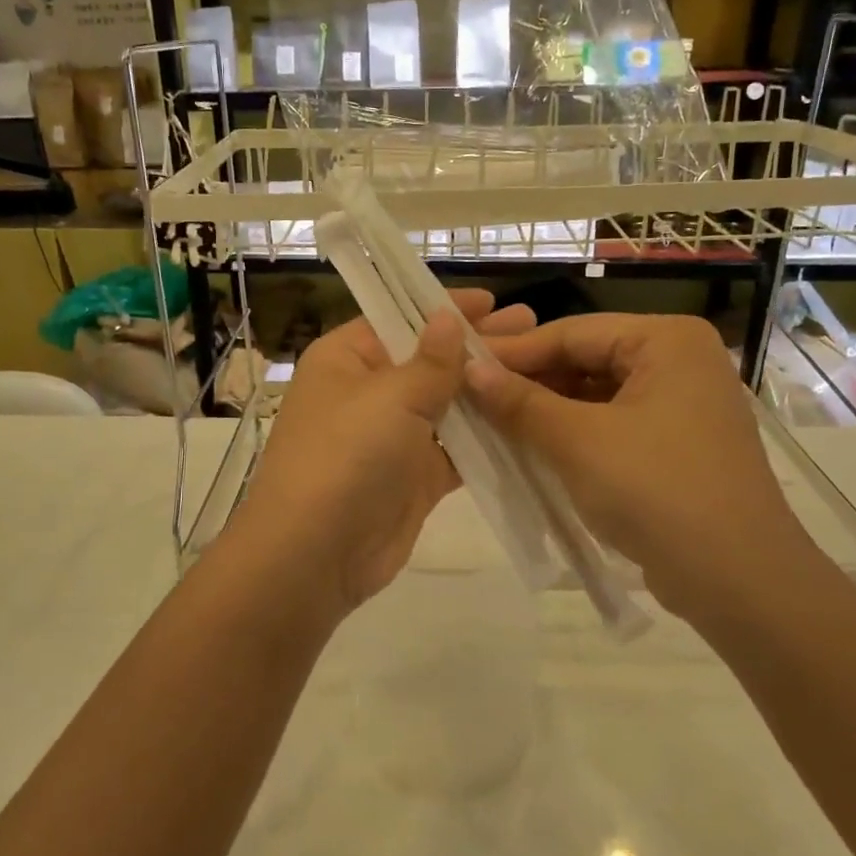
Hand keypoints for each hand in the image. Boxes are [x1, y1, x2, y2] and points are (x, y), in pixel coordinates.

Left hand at [229, 290, 536, 623]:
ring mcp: (391, 438)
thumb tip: (446, 317)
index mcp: (345, 359)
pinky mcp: (413, 478)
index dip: (444, 309)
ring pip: (446, 405)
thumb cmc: (346, 456)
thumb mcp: (390, 397)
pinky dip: (487, 439)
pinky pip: (456, 450)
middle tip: (532, 327)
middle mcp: (367, 393)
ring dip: (486, 392)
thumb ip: (430, 361)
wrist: (315, 554)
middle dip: (476, 346)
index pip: (399, 319)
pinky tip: (527, 421)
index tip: (493, 301)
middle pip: (428, 360)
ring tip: (540, 369)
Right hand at [468, 314, 824, 631]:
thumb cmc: (656, 491)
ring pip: (596, 396)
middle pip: (586, 360)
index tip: (458, 365)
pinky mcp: (677, 446)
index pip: (572, 332)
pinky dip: (573, 435)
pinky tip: (531, 449)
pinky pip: (612, 425)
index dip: (511, 352)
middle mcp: (680, 361)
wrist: (738, 581)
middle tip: (469, 397)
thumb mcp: (577, 441)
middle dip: (528, 383)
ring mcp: (682, 405)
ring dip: (546, 411)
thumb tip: (467, 368)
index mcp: (667, 340)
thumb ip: (519, 401)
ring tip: (490, 424)